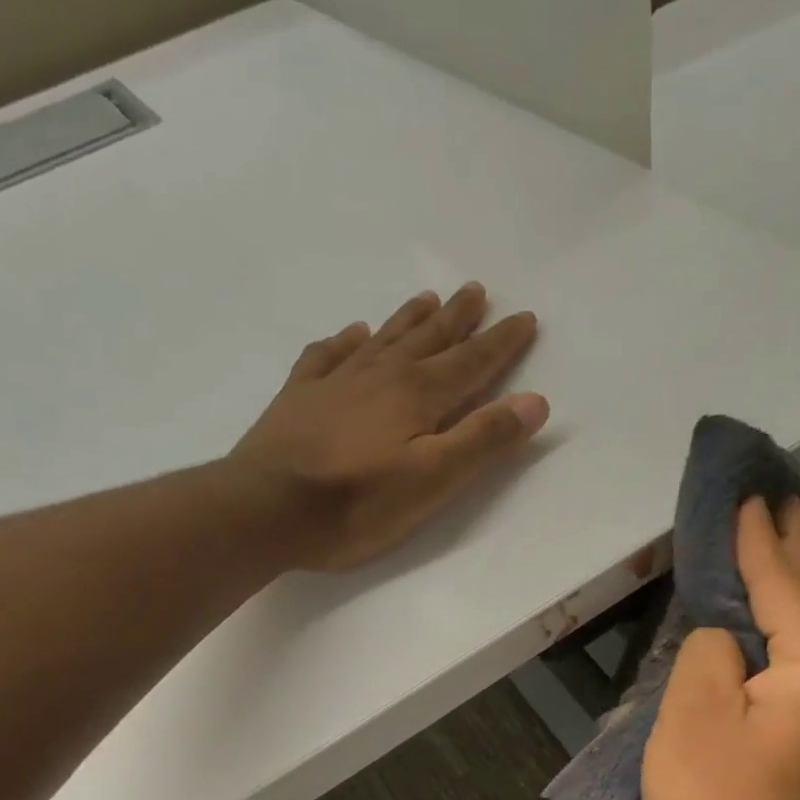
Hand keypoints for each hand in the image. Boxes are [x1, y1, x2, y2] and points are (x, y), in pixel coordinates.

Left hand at [231, 284, 546, 570]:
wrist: (264, 510)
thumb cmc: (357, 504)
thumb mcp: (433, 481)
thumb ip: (483, 440)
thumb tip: (535, 401)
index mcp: (418, 396)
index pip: (471, 363)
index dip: (501, 343)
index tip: (525, 318)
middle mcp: (380, 376)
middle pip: (428, 340)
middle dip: (458, 318)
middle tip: (476, 289)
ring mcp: (336, 383)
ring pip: (382, 339)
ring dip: (409, 319)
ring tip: (428, 298)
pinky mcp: (299, 398)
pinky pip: (328, 355)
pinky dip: (345, 341)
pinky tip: (352, 333)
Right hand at [642, 498, 799, 799]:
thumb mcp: (693, 710)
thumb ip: (711, 646)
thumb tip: (729, 638)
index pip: (783, 587)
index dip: (755, 540)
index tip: (750, 492)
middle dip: (783, 557)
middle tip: (773, 502)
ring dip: (774, 606)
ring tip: (757, 553)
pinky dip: (775, 650)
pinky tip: (757, 630)